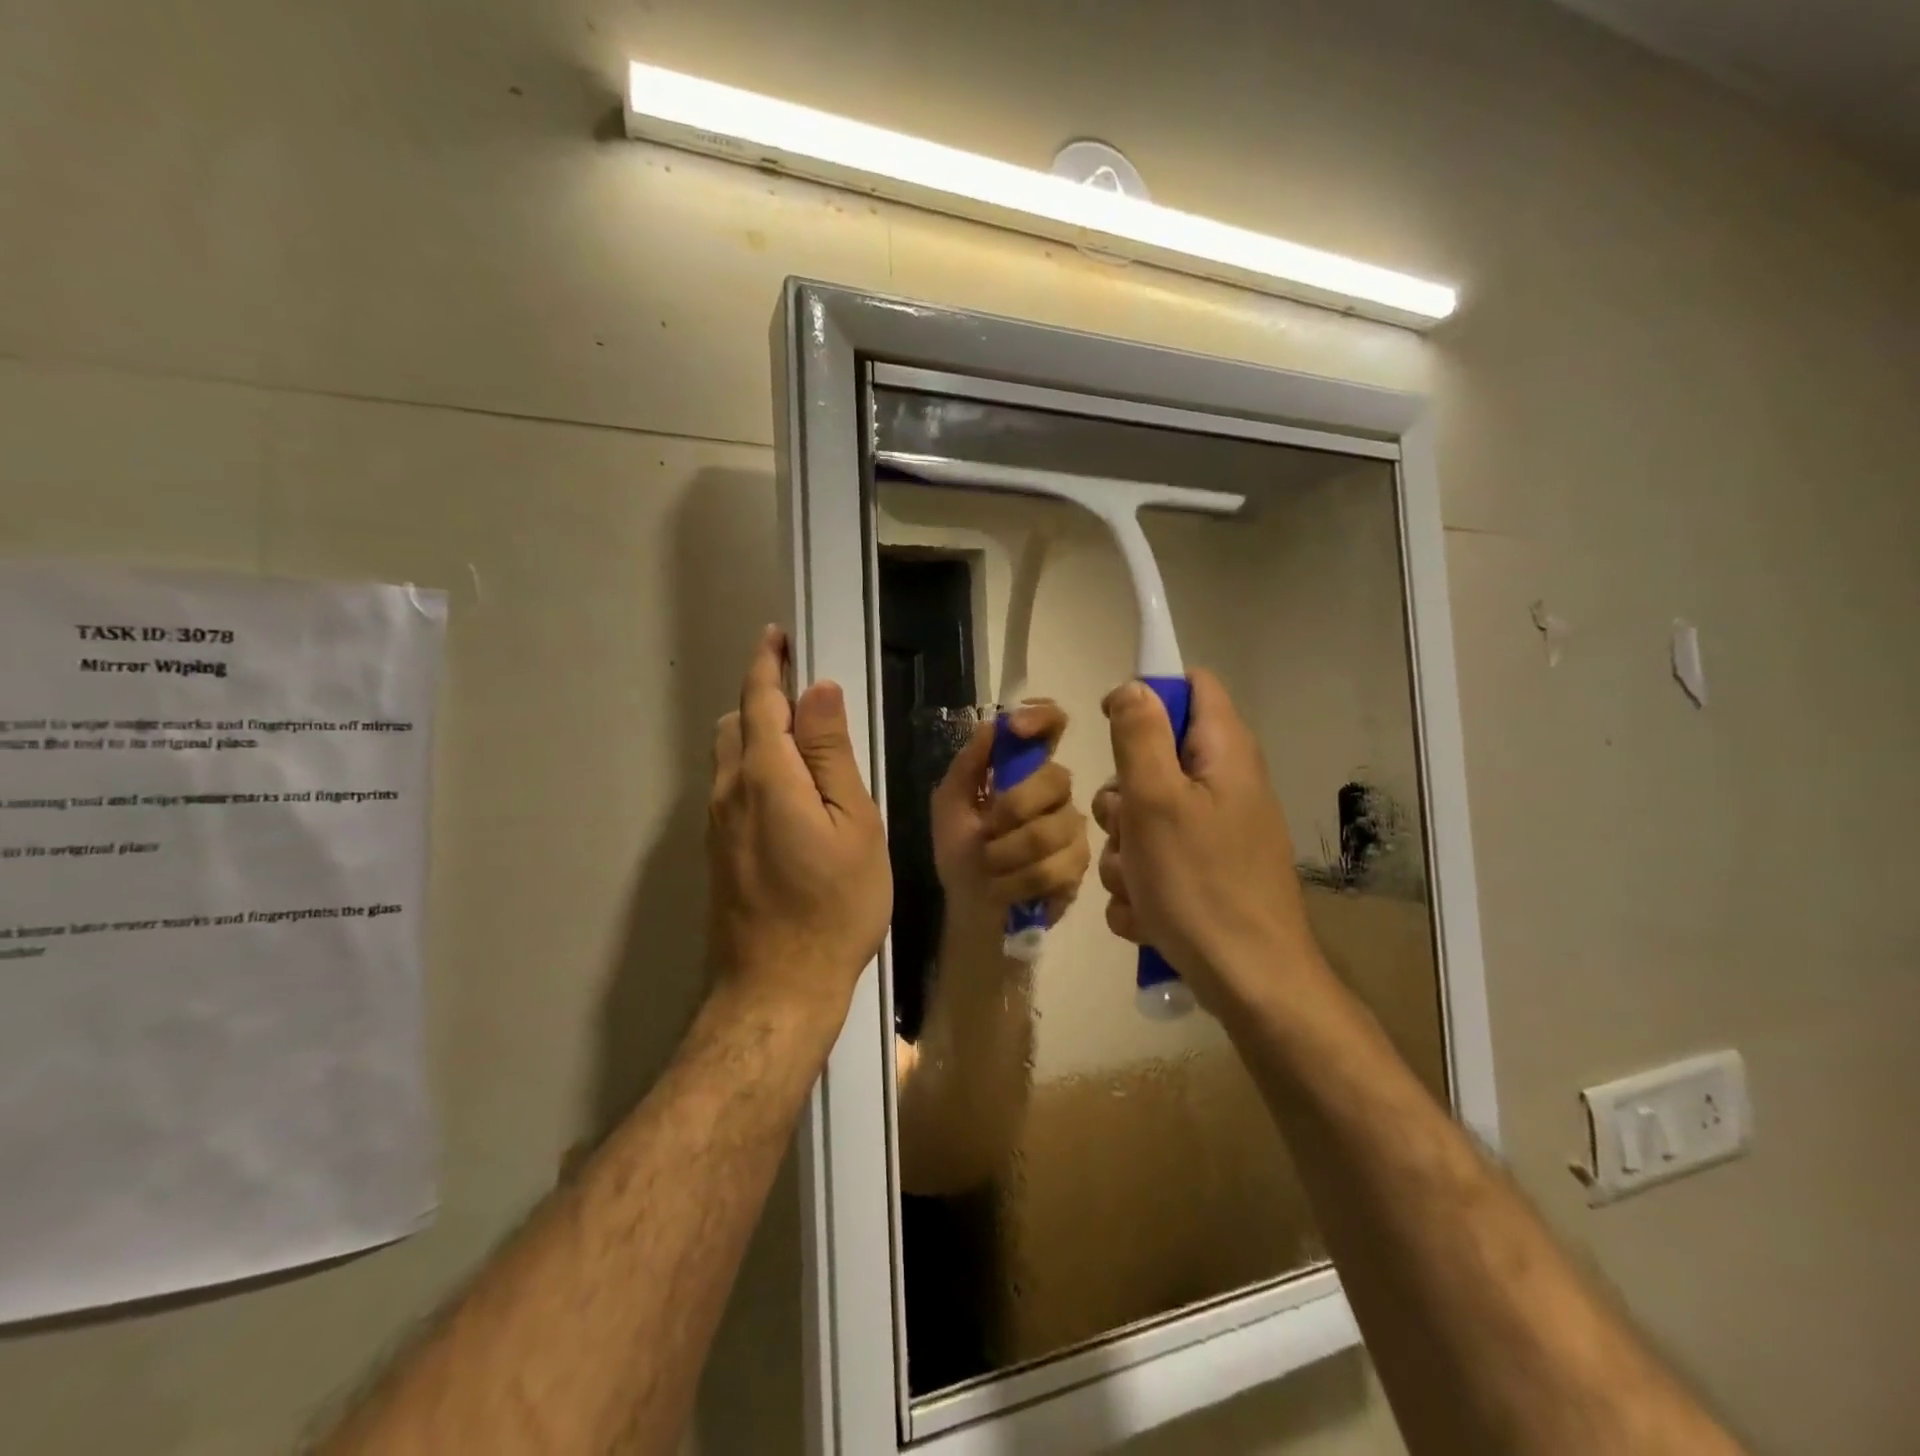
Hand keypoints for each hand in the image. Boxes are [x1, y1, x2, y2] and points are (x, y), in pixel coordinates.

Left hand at [708, 627, 891, 1030]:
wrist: (777, 988)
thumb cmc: (834, 906)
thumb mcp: (853, 824)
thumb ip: (831, 754)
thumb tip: (817, 691)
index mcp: (765, 776)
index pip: (760, 700)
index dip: (767, 663)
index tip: (778, 636)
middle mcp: (729, 791)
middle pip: (737, 723)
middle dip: (763, 696)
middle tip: (804, 692)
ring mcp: (717, 824)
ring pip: (729, 756)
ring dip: (757, 731)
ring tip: (802, 738)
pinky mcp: (718, 850)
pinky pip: (731, 787)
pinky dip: (754, 765)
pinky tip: (789, 789)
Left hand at [930, 702, 1089, 936]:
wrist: (970, 910)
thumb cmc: (960, 853)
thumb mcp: (949, 806)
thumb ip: (968, 766)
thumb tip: (991, 725)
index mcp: (1024, 769)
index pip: (1050, 725)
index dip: (1041, 717)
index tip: (1017, 728)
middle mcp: (1055, 792)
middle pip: (1056, 778)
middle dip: (1012, 808)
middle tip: (987, 832)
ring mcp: (1072, 828)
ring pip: (1052, 829)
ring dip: (1007, 853)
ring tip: (991, 866)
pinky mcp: (1078, 866)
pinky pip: (1056, 867)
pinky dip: (1018, 881)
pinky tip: (1007, 888)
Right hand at [1093, 670, 1319, 1011]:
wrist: (1251, 982)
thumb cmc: (1200, 883)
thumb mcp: (1156, 800)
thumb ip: (1139, 735)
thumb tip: (1132, 687)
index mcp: (1222, 752)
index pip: (1190, 685)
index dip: (1147, 694)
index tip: (1113, 729)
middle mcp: (1223, 783)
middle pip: (1153, 758)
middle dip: (1122, 797)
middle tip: (1127, 828)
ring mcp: (1216, 831)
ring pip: (1144, 817)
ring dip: (1126, 850)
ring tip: (1140, 885)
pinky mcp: (1207, 871)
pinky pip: (1156, 860)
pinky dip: (1143, 884)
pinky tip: (1149, 914)